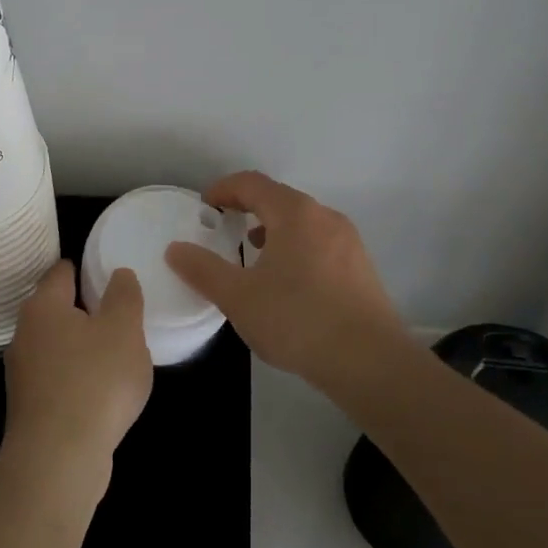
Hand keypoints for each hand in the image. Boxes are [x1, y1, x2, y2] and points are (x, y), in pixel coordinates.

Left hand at [1, 260, 152, 495]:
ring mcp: (22, 373)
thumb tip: (118, 275)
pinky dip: (76, 378)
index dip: (85, 269)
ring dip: (80, 347)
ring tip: (115, 355)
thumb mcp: (124, 329)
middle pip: (56, 309)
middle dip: (84, 310)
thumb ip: (124, 296)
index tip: (108, 275)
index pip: (61, 272)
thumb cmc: (94, 382)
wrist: (58, 460)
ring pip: (56, 346)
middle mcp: (24, 334)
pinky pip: (57, 379)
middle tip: (119, 316)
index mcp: (43, 306)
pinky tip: (100, 393)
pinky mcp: (29, 407)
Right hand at [165, 170, 410, 393]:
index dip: (223, 189)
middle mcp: (325, 218)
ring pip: (302, 223)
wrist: (371, 364)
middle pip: (279, 199)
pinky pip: (319, 244)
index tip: (204, 206)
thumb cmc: (298, 321)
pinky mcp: (361, 269)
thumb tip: (175, 249)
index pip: (252, 184)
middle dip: (247, 209)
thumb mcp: (238, 297)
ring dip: (272, 230)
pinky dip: (294, 248)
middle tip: (223, 228)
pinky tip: (286, 282)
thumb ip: (203, 269)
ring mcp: (348, 243)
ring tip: (251, 255)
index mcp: (295, 214)